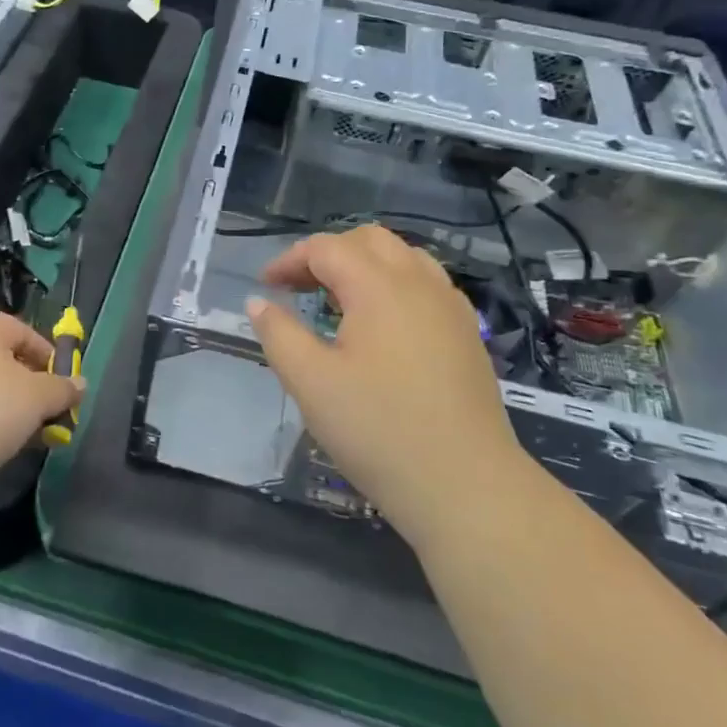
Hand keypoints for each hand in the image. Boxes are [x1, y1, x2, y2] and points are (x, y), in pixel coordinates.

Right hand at [245, 225, 524, 541]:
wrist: (466, 486)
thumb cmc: (378, 430)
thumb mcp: (311, 383)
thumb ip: (279, 334)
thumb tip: (258, 301)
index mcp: (379, 287)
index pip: (326, 248)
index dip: (289, 260)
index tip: (266, 287)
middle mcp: (420, 283)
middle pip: (369, 241)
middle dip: (328, 254)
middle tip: (299, 288)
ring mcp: (451, 307)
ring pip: (404, 258)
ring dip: (365, 266)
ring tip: (339, 301)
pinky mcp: (468, 334)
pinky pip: (428, 285)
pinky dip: (396, 285)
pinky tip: (384, 324)